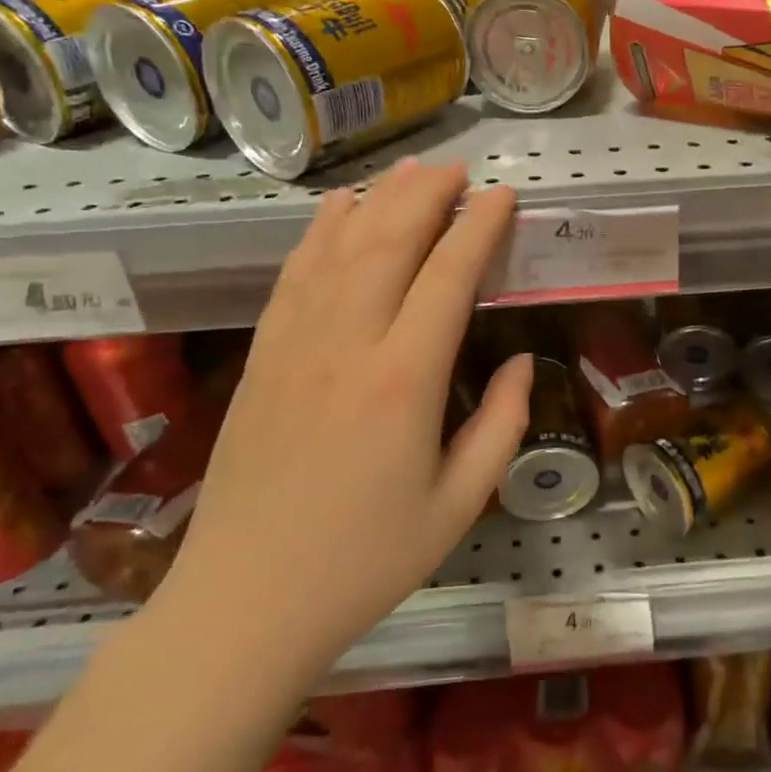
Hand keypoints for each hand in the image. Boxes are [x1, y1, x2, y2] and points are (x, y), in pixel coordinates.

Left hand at [165, 159, 532, 679]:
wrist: (247, 601)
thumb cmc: (366, 560)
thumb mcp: (459, 504)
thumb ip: (502, 425)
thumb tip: (524, 362)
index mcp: (403, 381)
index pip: (448, 276)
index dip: (479, 228)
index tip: (503, 196)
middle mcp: (347, 344)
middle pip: (388, 240)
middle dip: (428, 195)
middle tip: (460, 170)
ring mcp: (294, 344)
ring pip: (338, 246)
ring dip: (378, 199)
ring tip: (410, 171)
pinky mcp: (262, 355)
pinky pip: (295, 274)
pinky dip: (320, 231)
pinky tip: (337, 208)